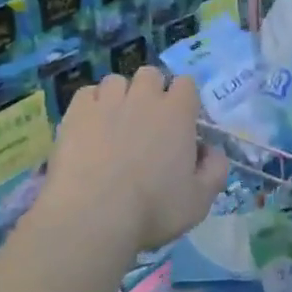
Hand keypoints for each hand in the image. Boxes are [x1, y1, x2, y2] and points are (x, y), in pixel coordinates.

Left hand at [40, 67, 229, 254]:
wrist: (93, 215)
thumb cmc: (153, 210)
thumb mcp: (200, 200)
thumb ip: (215, 170)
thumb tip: (212, 151)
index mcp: (177, 113)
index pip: (186, 84)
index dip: (184, 100)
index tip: (181, 124)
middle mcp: (143, 97)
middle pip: (151, 75)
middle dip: (151, 91)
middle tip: (147, 123)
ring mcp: (107, 101)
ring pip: (116, 81)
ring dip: (120, 96)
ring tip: (115, 123)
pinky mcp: (76, 112)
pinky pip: (87, 93)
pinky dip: (91, 104)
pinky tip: (90, 127)